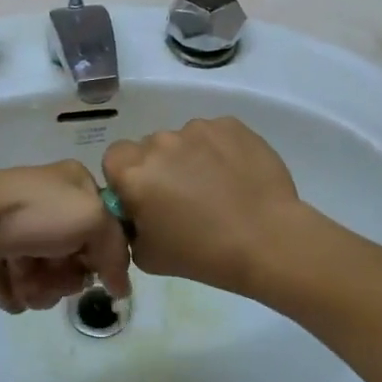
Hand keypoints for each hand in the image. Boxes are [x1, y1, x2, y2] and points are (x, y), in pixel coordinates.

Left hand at [0, 163, 131, 313]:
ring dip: (41, 286)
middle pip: (79, 260)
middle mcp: (52, 208)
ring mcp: (24, 234)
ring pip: (51, 280)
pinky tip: (6, 281)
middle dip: (66, 275)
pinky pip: (22, 290)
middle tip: (52, 269)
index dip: (104, 254)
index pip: (107, 228)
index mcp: (76, 186)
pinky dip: (16, 292)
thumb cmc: (34, 213)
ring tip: (23, 275)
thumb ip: (116, 252)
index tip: (94, 267)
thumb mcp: (93, 219)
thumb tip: (121, 288)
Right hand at [102, 118, 305, 293]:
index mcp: (133, 172)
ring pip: (184, 140)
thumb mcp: (147, 256)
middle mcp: (160, 142)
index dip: (127, 179)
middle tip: (183, 198)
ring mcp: (197, 129)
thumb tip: (138, 213)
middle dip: (161, 168)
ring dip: (191, 158)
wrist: (267, 239)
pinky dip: (220, 152)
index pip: (114, 159)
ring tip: (217, 189)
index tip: (146, 199)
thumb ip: (131, 227)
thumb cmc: (202, 254)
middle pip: (150, 148)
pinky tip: (237, 177)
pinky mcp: (230, 125)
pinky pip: (215, 136)